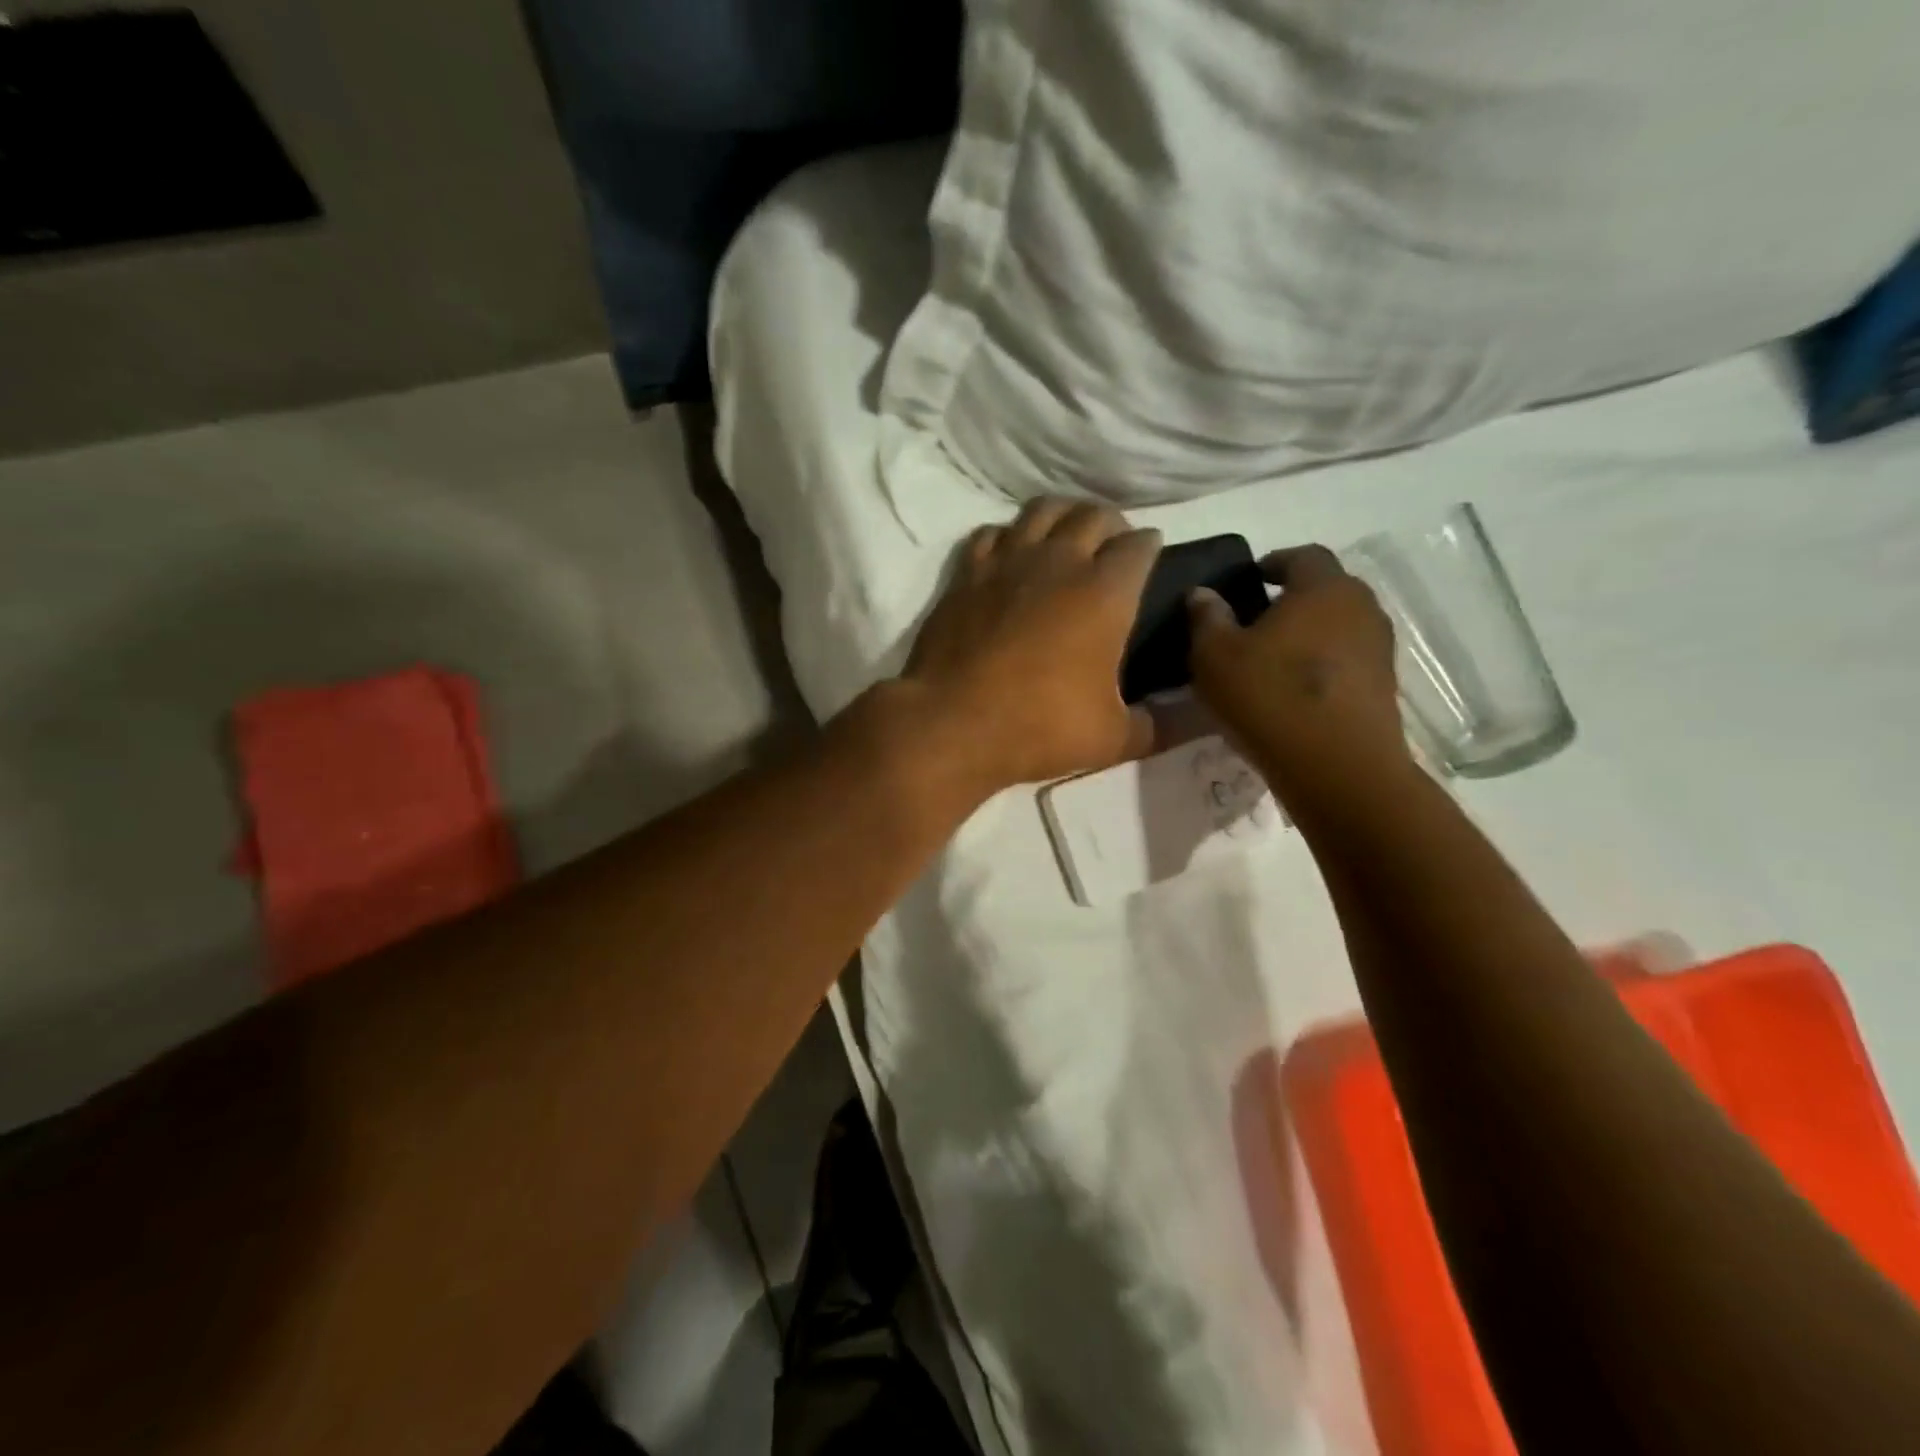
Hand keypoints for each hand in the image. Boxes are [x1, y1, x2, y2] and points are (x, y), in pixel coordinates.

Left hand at [896, 498, 1162, 793]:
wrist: (952, 723)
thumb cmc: (1040, 727)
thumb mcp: (1114, 739)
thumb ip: (1162, 725)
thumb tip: (1200, 717)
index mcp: (1105, 592)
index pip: (1140, 546)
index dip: (1150, 548)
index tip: (1150, 557)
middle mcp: (1059, 562)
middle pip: (1094, 514)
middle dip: (1112, 523)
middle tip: (1113, 546)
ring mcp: (1007, 561)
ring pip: (1042, 510)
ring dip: (1063, 514)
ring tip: (1067, 535)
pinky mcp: (967, 573)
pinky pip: (991, 532)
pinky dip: (1008, 535)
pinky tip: (1010, 553)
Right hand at [1187, 545, 1407, 786]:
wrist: (1338, 769)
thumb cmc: (1270, 698)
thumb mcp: (1214, 657)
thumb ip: (1207, 618)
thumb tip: (1202, 593)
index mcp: (1323, 588)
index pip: (1303, 555)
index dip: (1274, 562)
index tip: (1250, 580)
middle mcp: (1361, 608)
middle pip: (1326, 590)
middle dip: (1293, 599)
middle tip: (1255, 621)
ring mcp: (1379, 649)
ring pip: (1339, 627)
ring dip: (1310, 635)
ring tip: (1273, 660)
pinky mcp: (1384, 687)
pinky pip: (1347, 662)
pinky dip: (1322, 666)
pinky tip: (1294, 692)